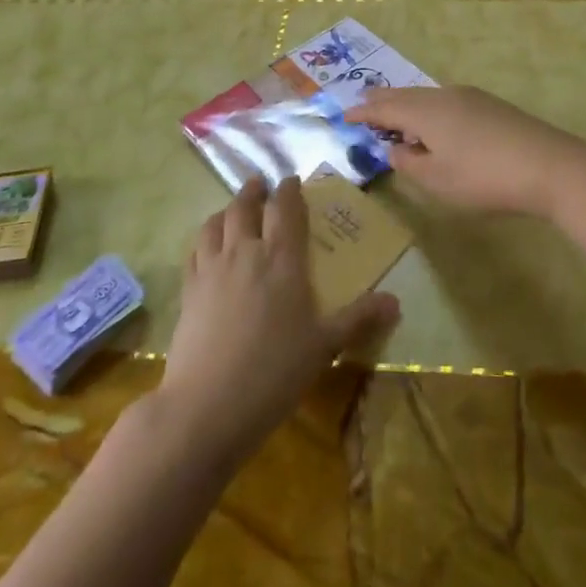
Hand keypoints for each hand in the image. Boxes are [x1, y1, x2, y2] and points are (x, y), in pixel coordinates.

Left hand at [159, 178, 398, 466]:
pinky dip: (204, 238)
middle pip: (245, 206)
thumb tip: (396, 301)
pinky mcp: (189, 289)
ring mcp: (212, 268)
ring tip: (233, 208)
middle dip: (254, 191)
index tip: (292, 181)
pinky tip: (207, 246)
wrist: (206, 405)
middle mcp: (245, 251)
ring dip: (227, 209)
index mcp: (281, 258)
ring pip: (216, 222)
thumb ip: (358, 319)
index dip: (289, 190)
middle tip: (260, 184)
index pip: (285, 208)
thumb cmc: (274, 372)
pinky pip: (195, 249)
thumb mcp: (323, 347)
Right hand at [346, 85, 585, 219]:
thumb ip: (410, 163)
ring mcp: (470, 97)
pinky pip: (445, 100)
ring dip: (407, 104)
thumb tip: (394, 148)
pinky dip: (428, 108)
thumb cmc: (485, 178)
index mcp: (425, 112)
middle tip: (363, 105)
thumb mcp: (438, 180)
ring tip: (395, 113)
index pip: (385, 107)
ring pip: (427, 96)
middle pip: (405, 95)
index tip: (344, 116)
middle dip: (383, 101)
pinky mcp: (490, 105)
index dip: (363, 113)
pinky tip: (434, 122)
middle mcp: (444, 95)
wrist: (550, 165)